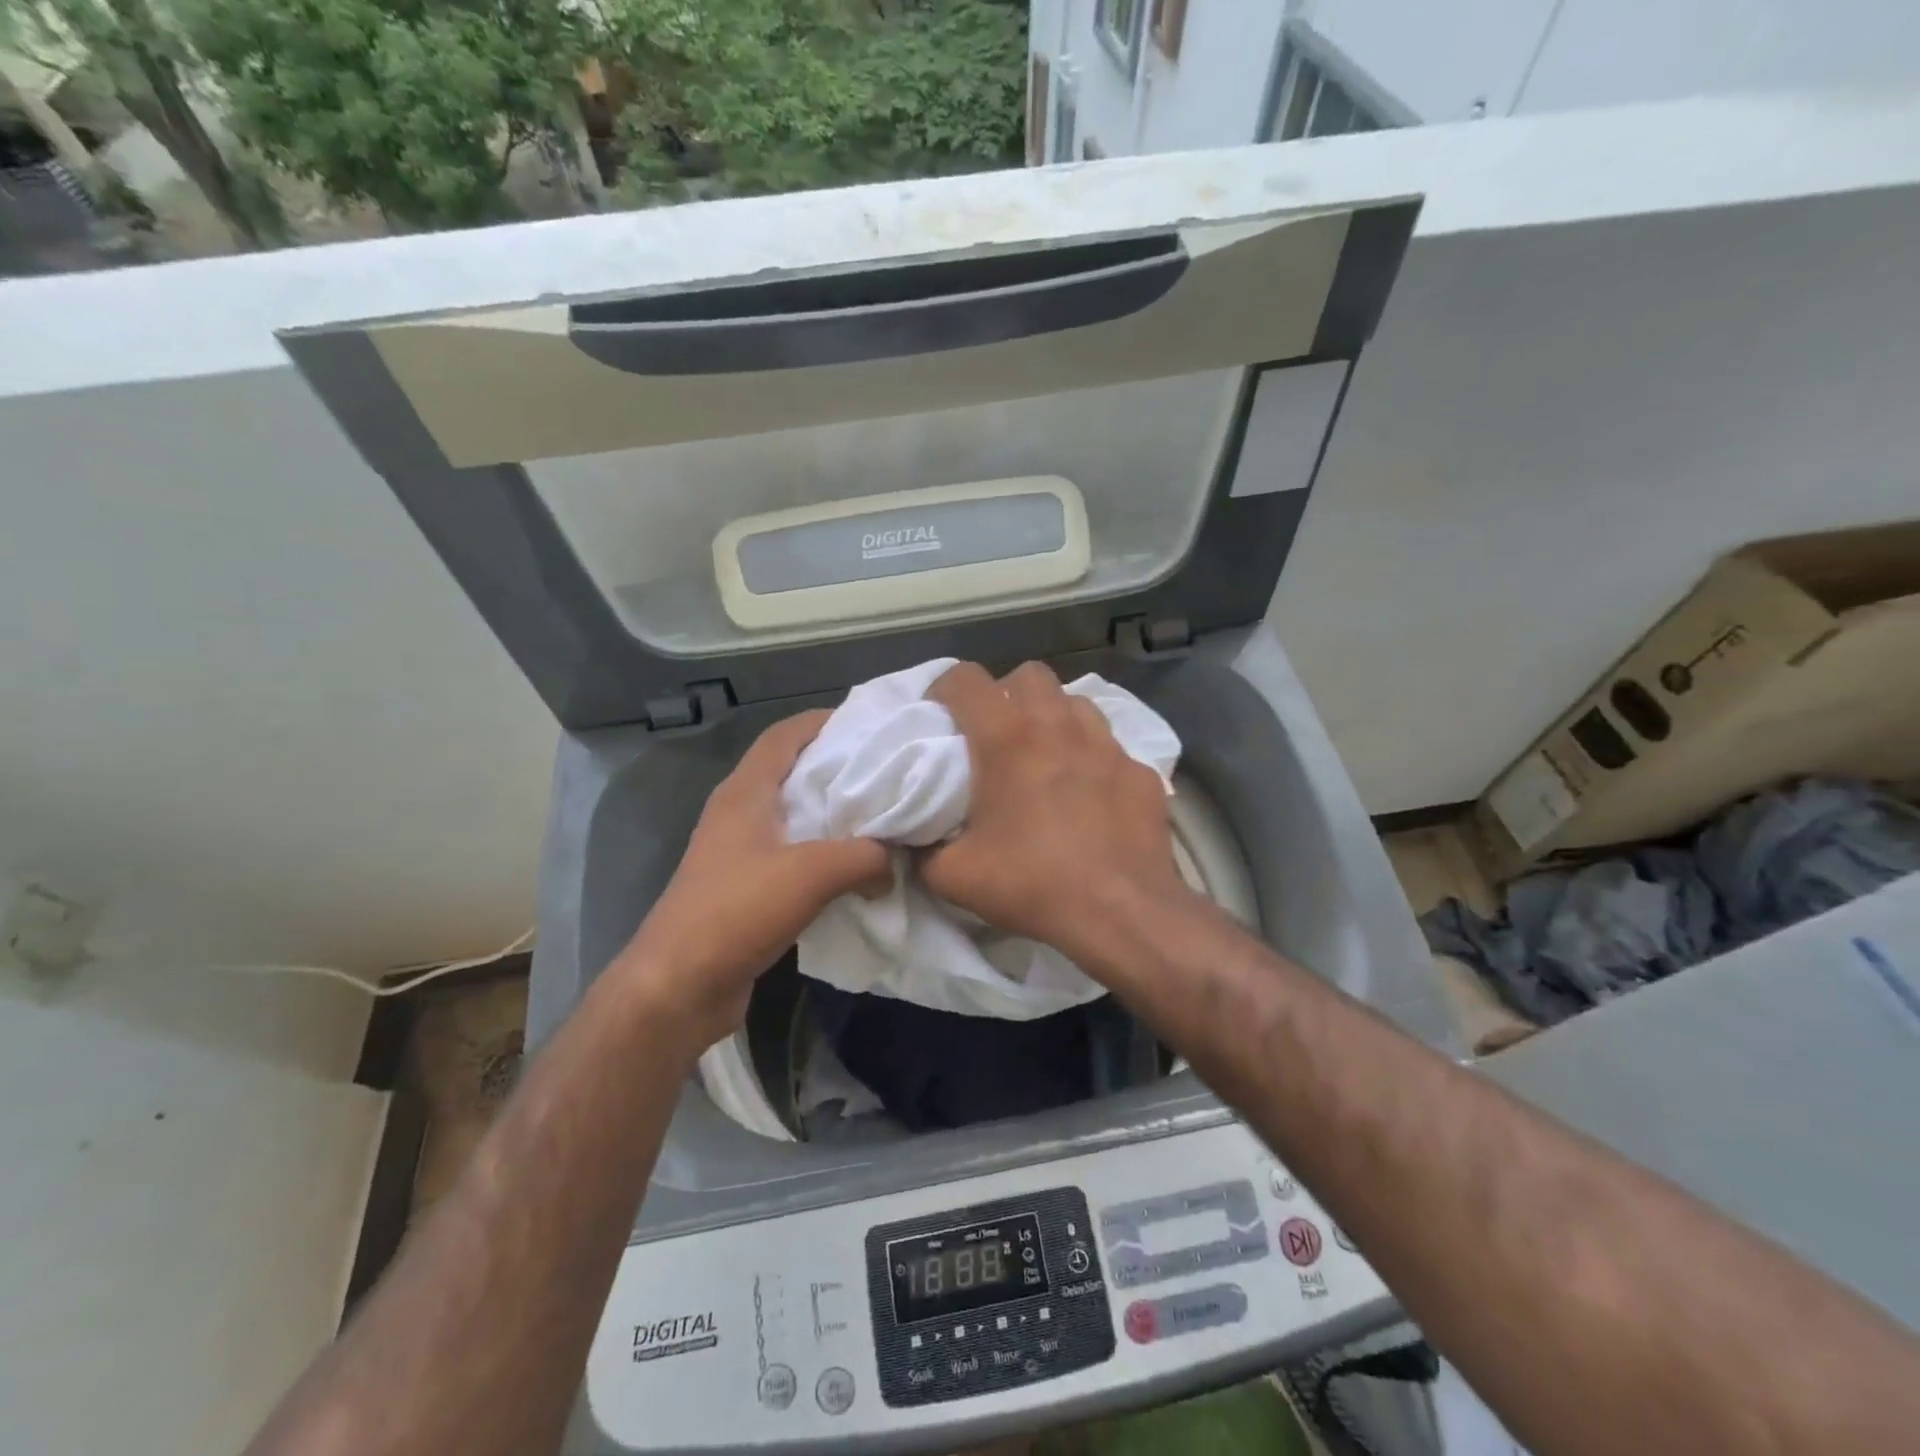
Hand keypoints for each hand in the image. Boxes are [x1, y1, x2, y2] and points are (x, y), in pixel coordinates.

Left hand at [615, 710, 887, 1048]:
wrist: (677, 988)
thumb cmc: (736, 912)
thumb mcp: (810, 874)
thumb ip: (864, 857)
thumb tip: (893, 862)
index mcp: (746, 792)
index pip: (785, 735)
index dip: (824, 721)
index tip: (872, 725)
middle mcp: (740, 813)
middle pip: (794, 772)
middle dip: (839, 768)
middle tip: (890, 772)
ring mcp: (741, 852)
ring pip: (797, 817)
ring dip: (835, 816)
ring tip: (883, 818)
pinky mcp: (747, 888)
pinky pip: (795, 856)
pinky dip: (827, 855)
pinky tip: (859, 870)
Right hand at [920, 661, 1191, 967]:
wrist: (1121, 911)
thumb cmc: (1032, 884)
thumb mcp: (953, 876)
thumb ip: (921, 850)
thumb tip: (913, 840)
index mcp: (1006, 739)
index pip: (966, 678)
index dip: (945, 689)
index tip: (941, 717)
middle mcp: (1058, 726)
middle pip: (1028, 674)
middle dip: (1006, 692)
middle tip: (997, 733)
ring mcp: (1106, 744)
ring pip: (1075, 702)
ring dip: (1053, 717)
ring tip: (1046, 755)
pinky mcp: (1139, 769)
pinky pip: (1110, 745)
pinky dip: (1093, 757)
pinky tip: (1091, 794)